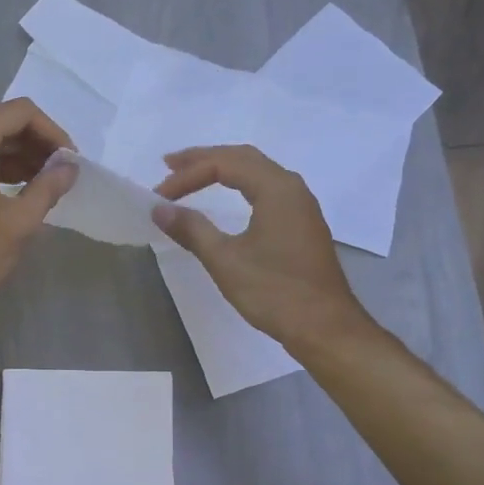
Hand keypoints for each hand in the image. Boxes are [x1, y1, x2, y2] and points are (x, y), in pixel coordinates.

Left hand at [0, 98, 77, 337]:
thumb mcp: (18, 224)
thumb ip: (48, 188)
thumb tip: (70, 168)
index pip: (20, 112)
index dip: (52, 132)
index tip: (70, 162)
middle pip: (0, 123)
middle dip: (35, 144)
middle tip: (61, 175)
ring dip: (16, 158)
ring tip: (43, 187)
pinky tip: (14, 194)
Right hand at [153, 145, 371, 349]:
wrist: (324, 327)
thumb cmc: (275, 291)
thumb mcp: (226, 260)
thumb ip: (192, 230)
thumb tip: (159, 209)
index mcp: (276, 188)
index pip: (224, 164)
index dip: (187, 175)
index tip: (159, 197)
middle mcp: (292, 188)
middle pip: (243, 158)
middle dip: (204, 160)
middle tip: (169, 165)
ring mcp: (301, 207)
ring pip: (257, 173)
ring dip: (222, 170)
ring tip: (191, 177)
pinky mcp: (301, 225)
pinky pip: (266, 191)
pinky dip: (240, 186)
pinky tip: (227, 200)